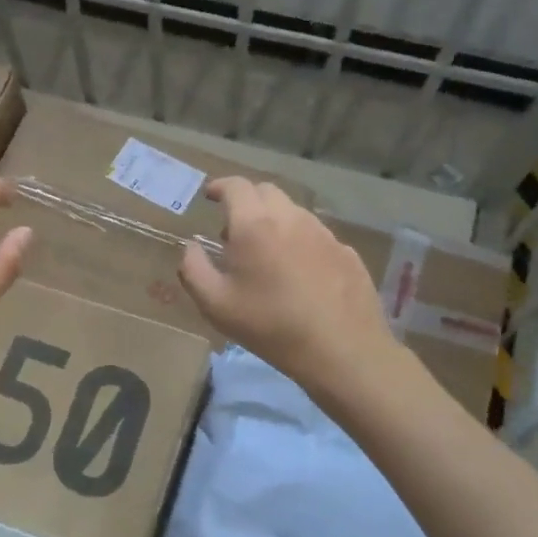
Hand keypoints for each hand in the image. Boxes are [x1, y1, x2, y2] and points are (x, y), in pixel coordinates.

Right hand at [178, 178, 396, 391]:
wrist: (341, 350)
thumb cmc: (270, 325)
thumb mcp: (215, 304)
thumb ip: (193, 269)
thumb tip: (191, 247)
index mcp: (254, 224)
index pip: (235, 186)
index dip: (219, 186)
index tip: (209, 196)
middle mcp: (290, 218)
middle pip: (265, 191)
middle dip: (245, 200)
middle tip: (233, 228)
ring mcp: (323, 233)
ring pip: (293, 211)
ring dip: (273, 220)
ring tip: (265, 252)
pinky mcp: (346, 252)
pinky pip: (315, 235)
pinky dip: (298, 241)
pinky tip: (298, 272)